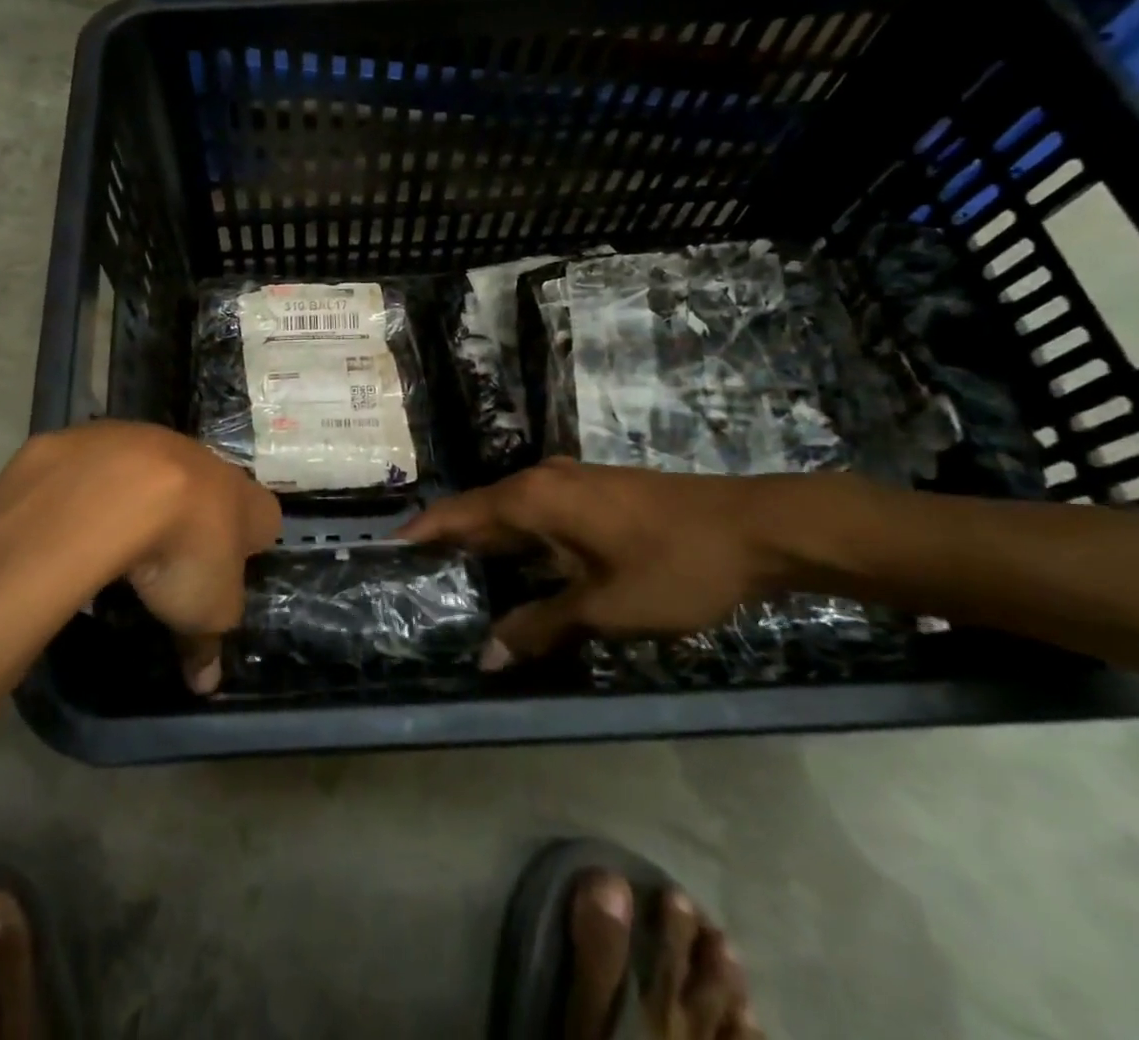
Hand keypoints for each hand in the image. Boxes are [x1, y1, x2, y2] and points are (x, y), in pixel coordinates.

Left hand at [0, 423, 281, 692]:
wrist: (116, 490)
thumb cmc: (184, 553)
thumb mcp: (204, 614)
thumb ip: (207, 644)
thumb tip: (205, 683)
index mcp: (247, 500)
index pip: (266, 518)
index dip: (251, 544)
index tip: (228, 572)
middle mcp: (208, 461)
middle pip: (213, 488)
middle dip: (197, 517)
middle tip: (175, 559)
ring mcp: (156, 440)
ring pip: (160, 469)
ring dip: (148, 497)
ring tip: (123, 539)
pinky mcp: (105, 435)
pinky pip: (108, 465)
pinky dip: (100, 487)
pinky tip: (82, 518)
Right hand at [402, 458, 822, 665]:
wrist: (757, 528)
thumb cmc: (674, 565)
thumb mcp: (605, 608)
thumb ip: (541, 627)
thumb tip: (487, 657)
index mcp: (531, 499)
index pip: (455, 515)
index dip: (417, 536)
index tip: (382, 557)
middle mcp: (540, 482)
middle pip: (476, 512)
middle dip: (445, 546)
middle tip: (413, 583)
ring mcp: (569, 484)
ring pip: (507, 515)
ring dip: (482, 546)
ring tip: (454, 584)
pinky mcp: (592, 495)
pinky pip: (535, 517)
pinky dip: (514, 544)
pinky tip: (515, 573)